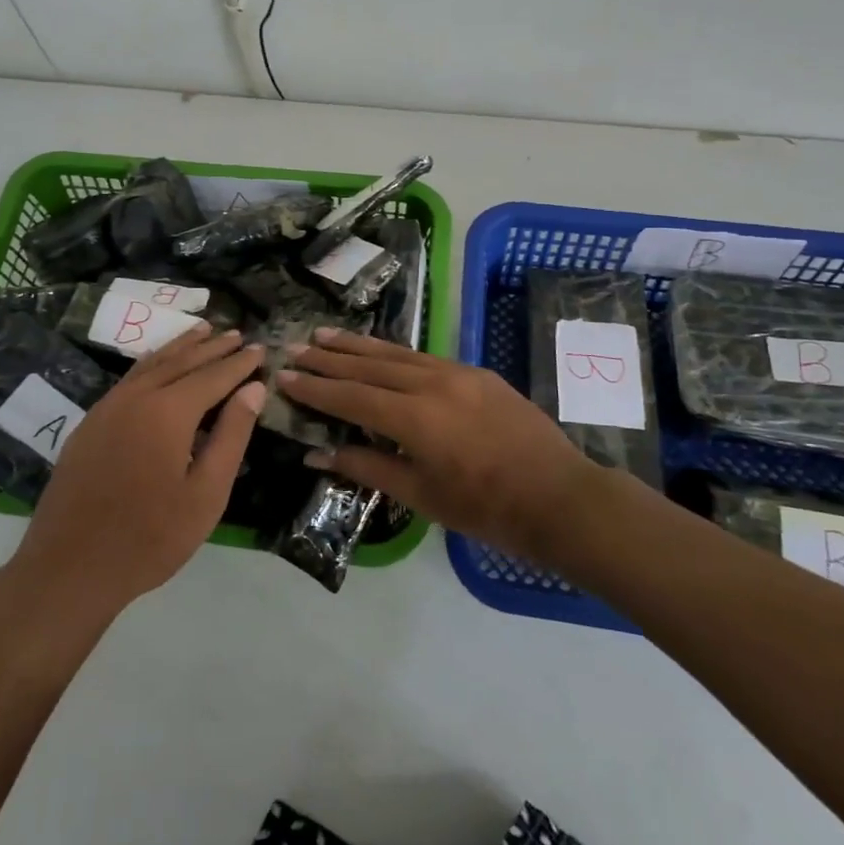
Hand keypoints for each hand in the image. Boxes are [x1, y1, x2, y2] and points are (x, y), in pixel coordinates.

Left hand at [10, 325, 264, 617]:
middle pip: (181, 362)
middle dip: (212, 347)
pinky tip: (159, 363)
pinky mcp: (90, 422)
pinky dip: (153, 362)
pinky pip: (129, 378)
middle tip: (237, 333)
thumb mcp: (206, 493)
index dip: (239, 363)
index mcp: (168, 412)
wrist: (70, 567)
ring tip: (203, 330)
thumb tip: (252, 389)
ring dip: (180, 346)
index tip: (260, 348)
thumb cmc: (150, 537)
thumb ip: (231, 435)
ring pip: (151, 364)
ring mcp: (108, 407)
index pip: (212, 376)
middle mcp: (136, 397)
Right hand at [281, 329, 620, 566]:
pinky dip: (393, 353)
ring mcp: (458, 373)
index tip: (284, 376)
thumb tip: (317, 452)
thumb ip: (367, 467)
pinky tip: (379, 351)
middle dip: (330, 358)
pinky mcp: (477, 372)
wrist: (560, 497)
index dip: (315, 388)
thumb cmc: (487, 509)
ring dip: (358, 346)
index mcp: (416, 418)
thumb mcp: (422, 496)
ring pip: (397, 354)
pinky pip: (424, 357)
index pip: (351, 397)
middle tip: (296, 348)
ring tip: (325, 335)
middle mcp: (433, 384)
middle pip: (369, 366)